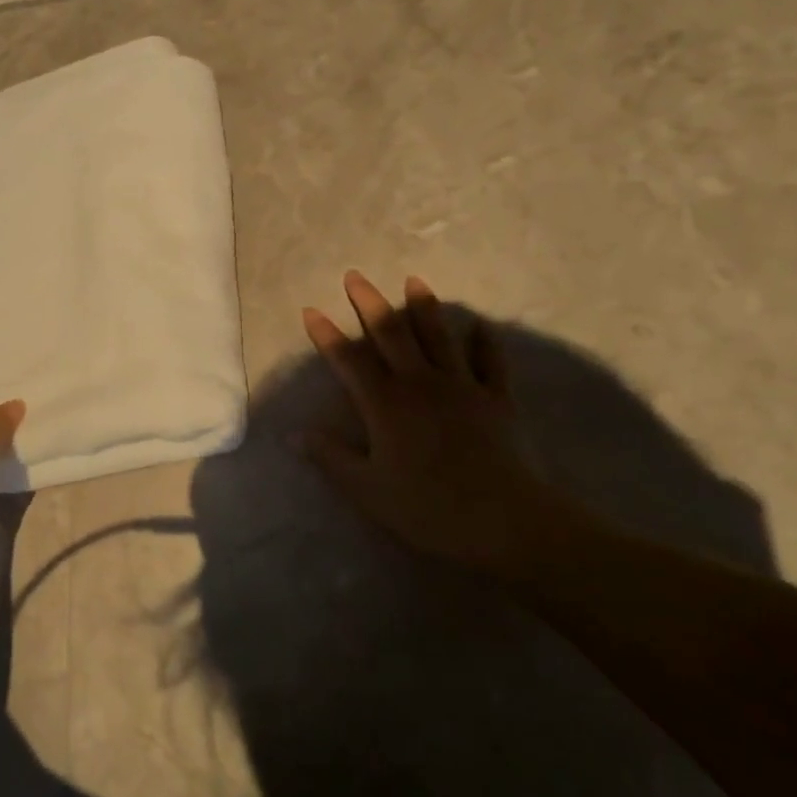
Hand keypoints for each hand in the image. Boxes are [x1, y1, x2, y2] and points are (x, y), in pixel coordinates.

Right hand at [300, 271, 580, 571]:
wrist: (504, 521)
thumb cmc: (427, 507)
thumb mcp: (366, 488)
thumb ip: (330, 457)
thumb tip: (293, 434)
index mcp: (384, 403)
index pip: (348, 360)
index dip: (326, 334)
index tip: (310, 309)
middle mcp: (419, 383)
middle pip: (391, 334)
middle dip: (369, 304)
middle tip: (355, 276)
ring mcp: (461, 387)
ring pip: (438, 338)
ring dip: (423, 308)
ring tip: (413, 281)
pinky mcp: (496, 400)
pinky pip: (490, 363)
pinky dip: (485, 342)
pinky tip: (480, 325)